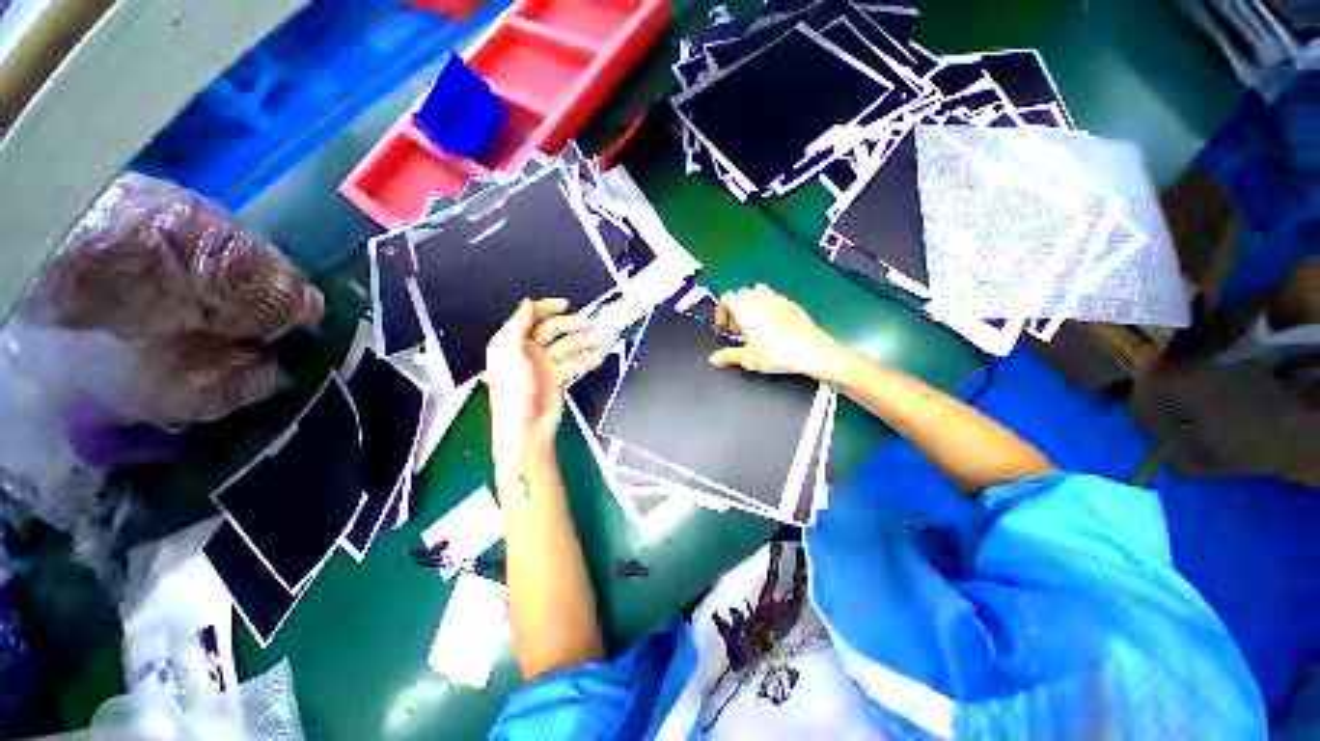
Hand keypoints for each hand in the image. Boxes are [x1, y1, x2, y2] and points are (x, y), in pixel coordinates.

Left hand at [485, 298, 602, 465]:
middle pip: (551, 329)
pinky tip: (595, 359)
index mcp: (510, 341)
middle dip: (569, 325)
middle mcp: (527, 349)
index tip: (566, 305)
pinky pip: (573, 362)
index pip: (529, 317)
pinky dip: (585, 360)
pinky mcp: (557, 376)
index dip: (546, 308)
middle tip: (587, 325)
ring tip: (597, 341)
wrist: (526, 428)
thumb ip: (518, 326)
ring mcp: (544, 363)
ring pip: (565, 345)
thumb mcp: (510, 354)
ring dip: (582, 342)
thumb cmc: (513, 391)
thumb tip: (527, 302)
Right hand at [709, 284, 841, 378]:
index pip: (724, 299)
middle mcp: (759, 298)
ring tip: (753, 329)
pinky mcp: (792, 305)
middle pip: (740, 295)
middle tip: (736, 332)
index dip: (720, 315)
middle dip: (735, 312)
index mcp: (743, 306)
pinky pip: (774, 301)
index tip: (724, 330)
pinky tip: (772, 327)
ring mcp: (777, 299)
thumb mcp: (746, 358)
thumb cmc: (779, 351)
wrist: (810, 351)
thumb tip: (716, 358)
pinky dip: (768, 310)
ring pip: (757, 295)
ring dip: (751, 308)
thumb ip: (727, 356)